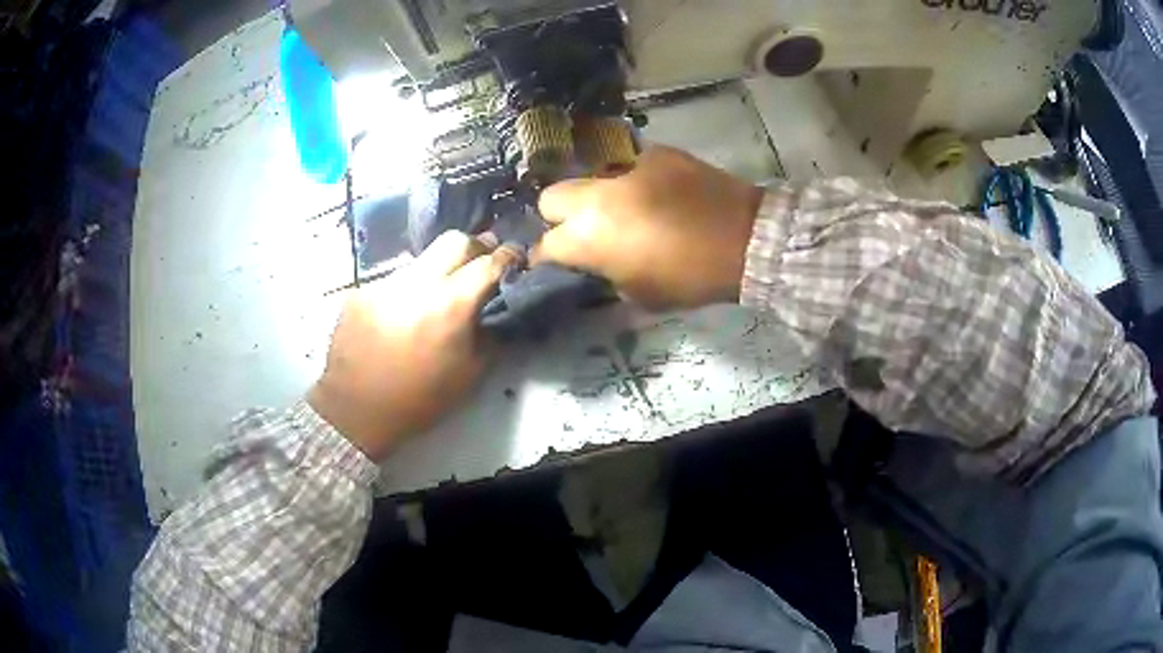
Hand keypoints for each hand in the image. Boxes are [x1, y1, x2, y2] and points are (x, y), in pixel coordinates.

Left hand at [307, 232, 516, 460]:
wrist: (356, 411)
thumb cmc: (420, 400)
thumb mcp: (470, 375)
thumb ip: (490, 334)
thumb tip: (498, 308)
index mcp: (450, 305)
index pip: (488, 262)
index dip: (508, 256)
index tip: (515, 256)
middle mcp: (417, 283)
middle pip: (455, 240)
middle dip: (475, 247)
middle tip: (479, 265)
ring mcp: (384, 283)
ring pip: (422, 259)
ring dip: (437, 271)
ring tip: (435, 298)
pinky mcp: (361, 291)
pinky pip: (393, 280)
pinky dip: (407, 292)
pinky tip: (401, 316)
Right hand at [534, 146, 763, 309]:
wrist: (745, 240)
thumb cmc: (691, 278)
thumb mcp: (640, 294)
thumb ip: (606, 273)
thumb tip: (597, 262)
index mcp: (588, 238)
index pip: (546, 245)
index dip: (546, 257)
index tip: (555, 262)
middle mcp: (597, 196)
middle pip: (551, 197)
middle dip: (559, 216)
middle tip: (584, 230)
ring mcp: (626, 168)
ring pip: (593, 178)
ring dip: (601, 197)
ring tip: (629, 210)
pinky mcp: (656, 154)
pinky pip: (632, 167)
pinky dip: (639, 182)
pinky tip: (662, 194)